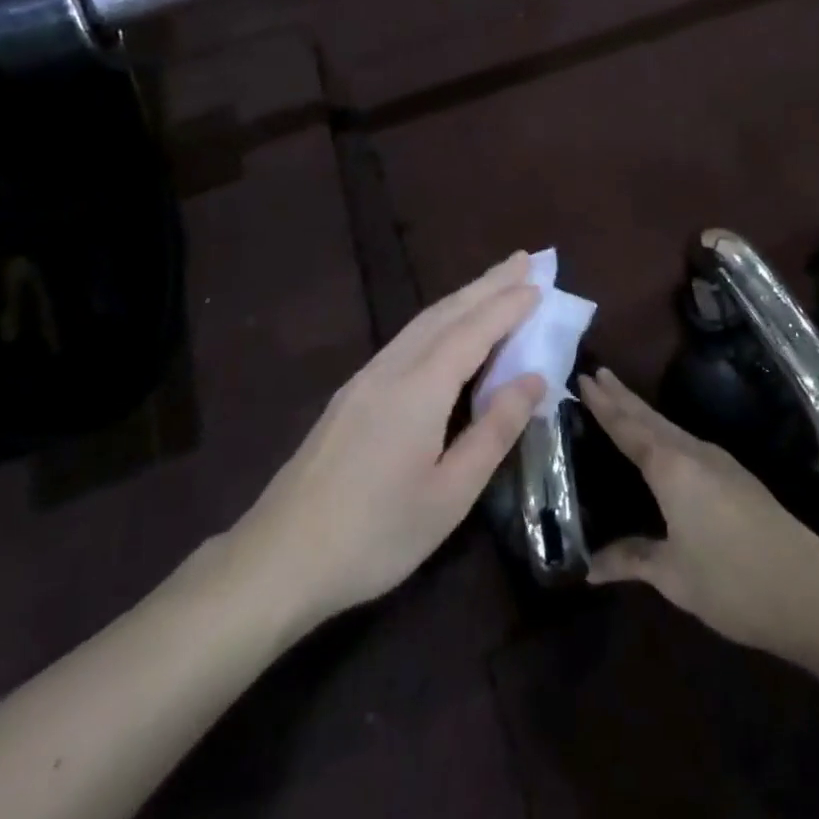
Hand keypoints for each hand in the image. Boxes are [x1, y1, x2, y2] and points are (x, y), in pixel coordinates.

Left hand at [229, 253, 545, 628]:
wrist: (278, 558)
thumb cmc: (375, 534)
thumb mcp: (450, 494)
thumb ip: (494, 430)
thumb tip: (533, 378)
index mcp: (419, 389)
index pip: (473, 331)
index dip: (508, 306)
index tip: (540, 284)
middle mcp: (391, 369)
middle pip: (446, 313)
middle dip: (487, 284)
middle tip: (524, 259)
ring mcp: (365, 379)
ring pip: (422, 323)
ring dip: (462, 298)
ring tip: (494, 283)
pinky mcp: (350, 394)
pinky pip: (406, 339)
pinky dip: (438, 320)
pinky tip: (446, 328)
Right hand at [582, 368, 818, 654]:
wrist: (811, 591)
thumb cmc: (733, 582)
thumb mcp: (674, 576)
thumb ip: (632, 560)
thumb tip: (591, 566)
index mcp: (672, 468)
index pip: (628, 428)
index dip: (604, 405)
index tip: (583, 377)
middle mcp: (694, 453)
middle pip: (650, 418)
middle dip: (622, 396)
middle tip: (596, 373)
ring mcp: (720, 462)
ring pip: (670, 427)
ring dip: (643, 412)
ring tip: (621, 399)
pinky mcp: (736, 477)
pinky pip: (687, 442)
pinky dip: (663, 431)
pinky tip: (663, 442)